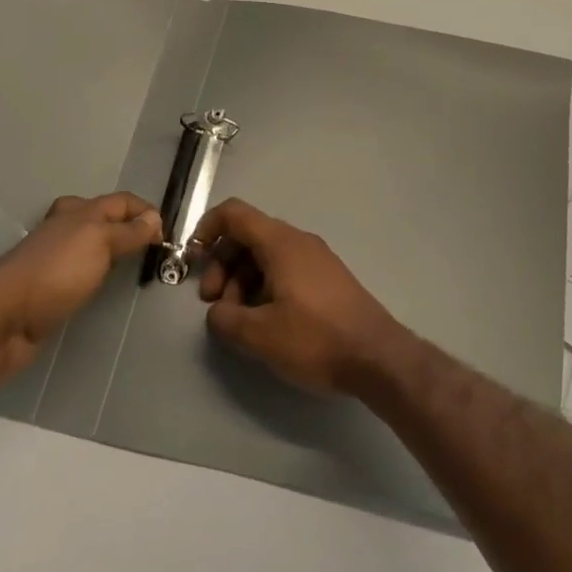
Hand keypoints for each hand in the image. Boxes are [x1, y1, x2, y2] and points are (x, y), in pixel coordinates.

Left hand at [0, 192, 160, 378]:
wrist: (4, 316)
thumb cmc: (57, 271)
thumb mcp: (100, 242)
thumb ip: (129, 231)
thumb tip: (154, 218)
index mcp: (79, 211)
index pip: (122, 201)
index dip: (146, 212)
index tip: (166, 236)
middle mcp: (67, 227)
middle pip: (105, 218)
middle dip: (129, 226)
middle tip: (151, 247)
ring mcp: (56, 256)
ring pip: (93, 243)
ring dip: (113, 249)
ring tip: (134, 265)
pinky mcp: (49, 284)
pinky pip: (82, 268)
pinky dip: (99, 271)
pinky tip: (104, 284)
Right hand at [191, 198, 404, 394]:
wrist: (378, 357)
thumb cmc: (316, 339)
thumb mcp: (259, 335)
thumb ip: (225, 318)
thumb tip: (217, 312)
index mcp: (281, 243)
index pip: (234, 213)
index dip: (206, 229)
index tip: (193, 260)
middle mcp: (299, 241)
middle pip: (248, 237)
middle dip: (222, 266)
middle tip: (214, 305)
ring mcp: (316, 259)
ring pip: (266, 256)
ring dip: (242, 281)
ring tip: (240, 321)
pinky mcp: (327, 279)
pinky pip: (285, 270)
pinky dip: (265, 287)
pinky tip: (266, 322)